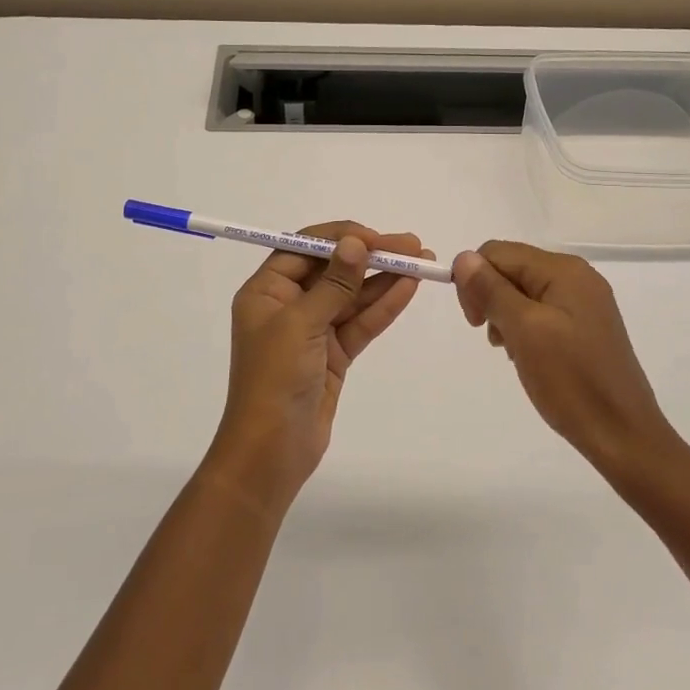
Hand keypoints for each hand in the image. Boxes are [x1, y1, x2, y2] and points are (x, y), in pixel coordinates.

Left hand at [209, 221, 428, 509]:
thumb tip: (355, 243)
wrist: (271, 451)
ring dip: (384, 278)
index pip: (304, 248)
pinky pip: (360, 322)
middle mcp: (288, 304)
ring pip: (352, 296)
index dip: (341, 238)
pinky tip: (409, 288)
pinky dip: (384, 306)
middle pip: (333, 269)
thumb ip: (333, 284)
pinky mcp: (333, 354)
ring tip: (423, 261)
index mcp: (266, 291)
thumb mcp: (301, 324)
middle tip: (412, 245)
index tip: (376, 237)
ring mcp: (312, 330)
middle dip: (371, 255)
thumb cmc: (274, 379)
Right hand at [453, 241, 673, 468]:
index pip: (497, 253)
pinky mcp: (586, 326)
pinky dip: (524, 328)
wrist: (622, 435)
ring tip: (511, 350)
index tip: (475, 322)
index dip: (475, 280)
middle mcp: (577, 276)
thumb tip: (463, 257)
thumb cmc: (571, 380)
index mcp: (564, 269)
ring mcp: (584, 302)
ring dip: (505, 315)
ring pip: (523, 291)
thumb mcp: (524, 330)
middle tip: (493, 339)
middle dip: (490, 297)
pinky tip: (527, 355)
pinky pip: (541, 311)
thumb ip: (491, 289)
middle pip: (511, 268)